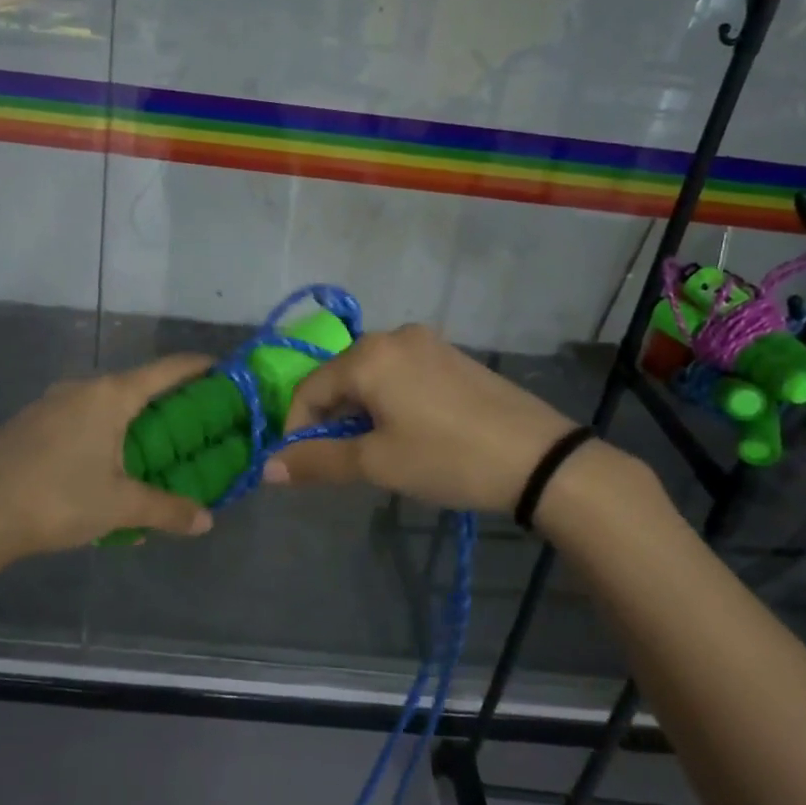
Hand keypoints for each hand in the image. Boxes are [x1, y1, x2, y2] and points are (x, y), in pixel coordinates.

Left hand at [0, 354, 217, 558]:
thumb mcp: (120, 507)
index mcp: (110, 395)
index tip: (223, 370)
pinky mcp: (29, 424)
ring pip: (104, 404)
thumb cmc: (58, 498)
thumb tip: (206, 521)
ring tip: (149, 453)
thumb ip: (167, 511)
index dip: (198, 367)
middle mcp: (81, 388)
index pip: (166, 370)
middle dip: (166, 403)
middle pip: (136, 385)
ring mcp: (50, 403)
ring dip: (130, 422)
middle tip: (193, 426)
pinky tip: (100, 471)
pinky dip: (101, 435)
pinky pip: (78, 420)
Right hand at [267, 325, 578, 514]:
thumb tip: (267, 468)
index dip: (296, 428)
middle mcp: (392, 336)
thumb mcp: (377, 464)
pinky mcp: (451, 355)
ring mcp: (426, 342)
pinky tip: (406, 430)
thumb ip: (317, 461)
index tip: (300, 464)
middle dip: (329, 419)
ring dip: (359, 410)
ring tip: (374, 449)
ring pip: (370, 375)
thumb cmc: (447, 458)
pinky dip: (388, 400)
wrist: (539, 458)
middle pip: (338, 378)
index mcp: (367, 355)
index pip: (308, 389)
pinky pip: (400, 373)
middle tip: (340, 460)